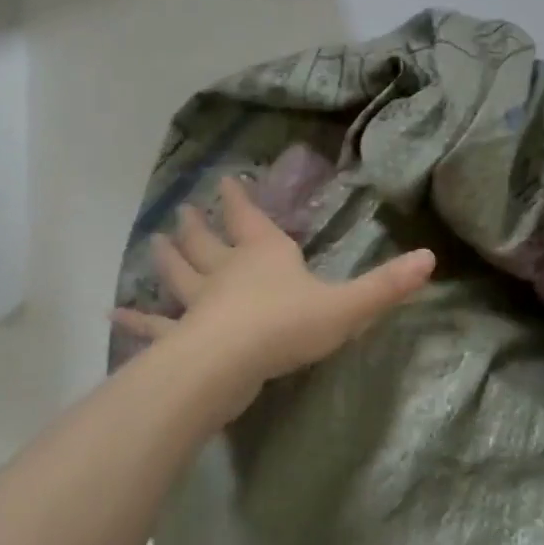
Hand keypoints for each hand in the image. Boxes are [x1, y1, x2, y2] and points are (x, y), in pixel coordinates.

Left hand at [111, 176, 436, 389]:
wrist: (230, 363)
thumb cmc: (288, 325)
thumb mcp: (348, 306)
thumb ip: (387, 285)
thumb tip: (430, 259)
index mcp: (266, 256)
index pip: (252, 219)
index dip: (240, 200)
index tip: (227, 181)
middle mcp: (228, 271)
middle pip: (210, 242)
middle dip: (200, 226)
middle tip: (184, 212)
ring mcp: (198, 303)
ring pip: (180, 275)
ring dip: (169, 258)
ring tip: (154, 241)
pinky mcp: (181, 336)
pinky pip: (155, 326)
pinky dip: (136, 320)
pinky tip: (113, 315)